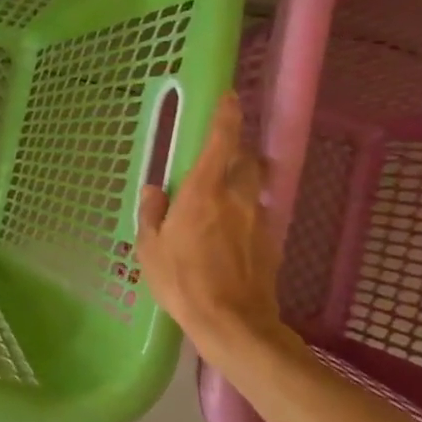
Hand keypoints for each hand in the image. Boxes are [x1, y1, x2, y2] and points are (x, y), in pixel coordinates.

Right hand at [137, 92, 289, 365]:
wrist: (234, 324)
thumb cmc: (183, 281)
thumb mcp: (150, 248)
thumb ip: (152, 214)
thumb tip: (155, 190)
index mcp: (204, 191)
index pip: (222, 141)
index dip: (227, 115)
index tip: (231, 97)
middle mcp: (237, 198)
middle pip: (247, 160)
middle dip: (238, 151)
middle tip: (220, 155)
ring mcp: (259, 221)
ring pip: (256, 187)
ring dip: (244, 181)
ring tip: (225, 196)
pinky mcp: (271, 244)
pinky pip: (258, 215)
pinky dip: (247, 213)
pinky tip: (232, 233)